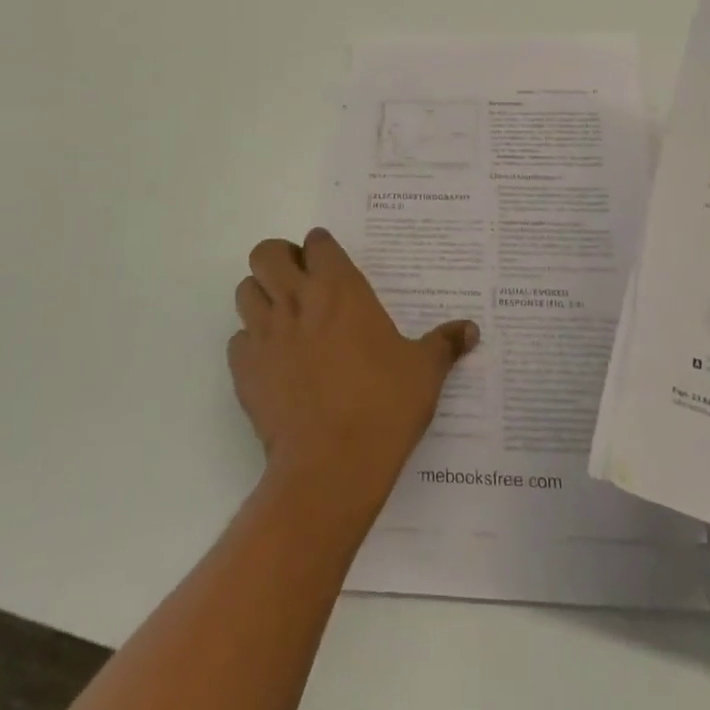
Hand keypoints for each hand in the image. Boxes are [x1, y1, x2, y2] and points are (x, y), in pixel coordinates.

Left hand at [229, 229, 477, 522]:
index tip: (332, 264)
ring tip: (283, 318)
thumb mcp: (425, 372)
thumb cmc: (383, 406)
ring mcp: (265, 333)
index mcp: (339, 289)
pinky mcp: (244, 368)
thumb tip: (471, 330)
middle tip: (300, 282)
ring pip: (245, 289)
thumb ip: (445, 344)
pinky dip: (250, 343)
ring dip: (261, 295)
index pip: (317, 242)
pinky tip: (272, 363)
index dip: (322, 248)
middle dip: (280, 259)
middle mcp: (296, 300)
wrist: (331, 467)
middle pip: (267, 253)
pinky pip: (237, 340)